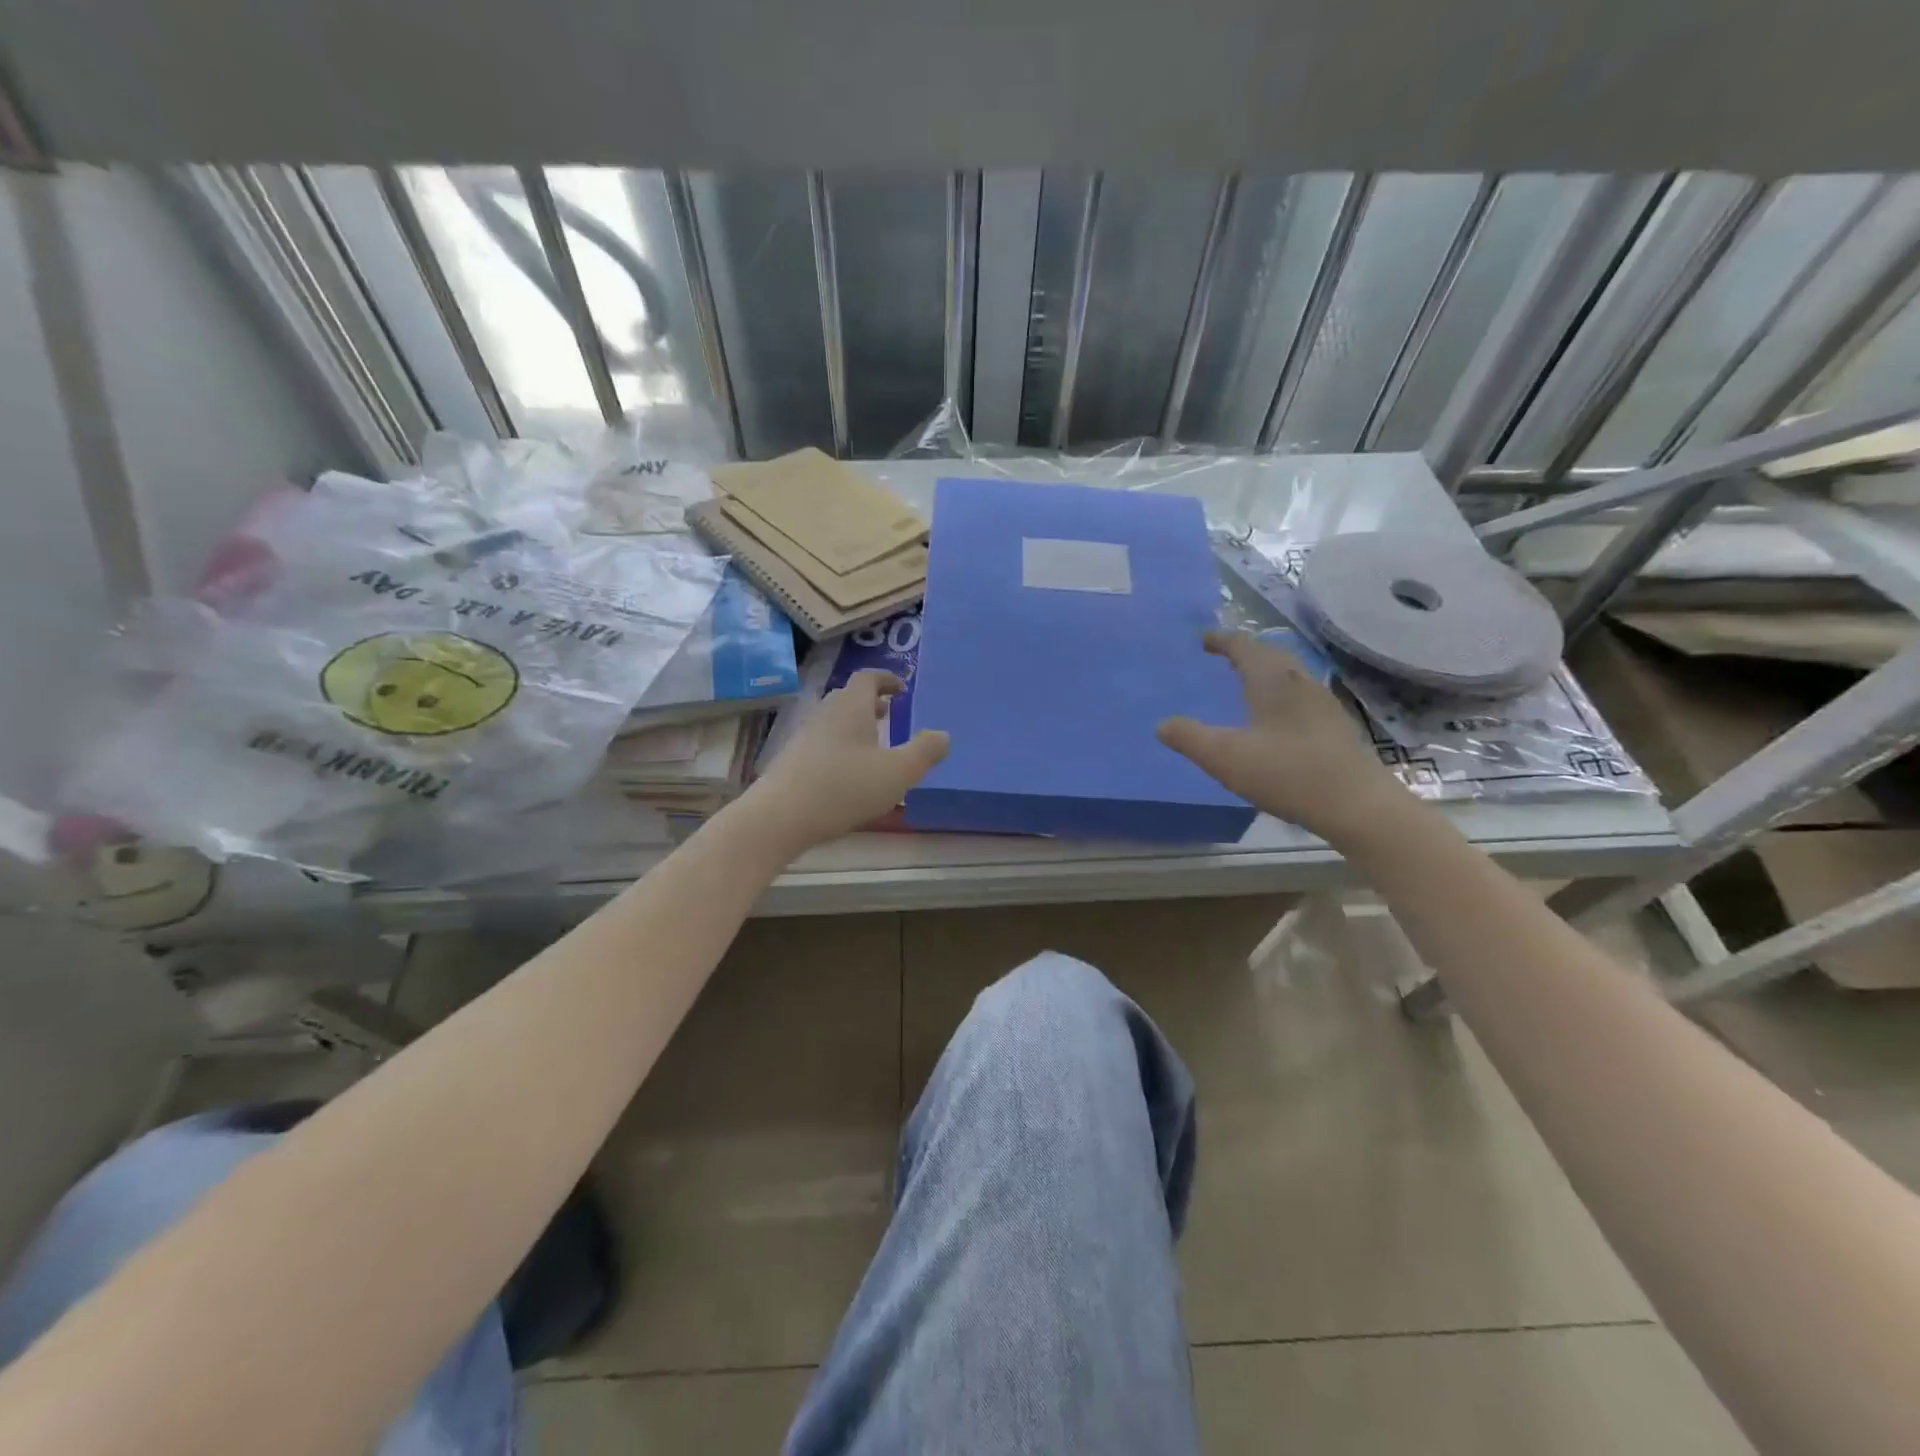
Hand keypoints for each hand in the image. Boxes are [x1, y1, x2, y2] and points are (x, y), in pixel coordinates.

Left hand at [745, 671, 948, 852]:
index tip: (902, 688)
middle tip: (890, 713)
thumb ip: (924, 752)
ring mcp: (805, 737)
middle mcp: (826, 714)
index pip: (868, 678)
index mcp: (852, 707)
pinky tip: (849, 773)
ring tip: (874, 745)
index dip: (887, 679)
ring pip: (835, 721)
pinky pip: (824, 743)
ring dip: (856, 726)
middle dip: (871, 703)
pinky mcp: (793, 760)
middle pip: (849, 697)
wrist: (780, 817)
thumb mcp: (897, 772)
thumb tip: (943, 735)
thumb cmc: (844, 788)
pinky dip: (841, 747)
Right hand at [1157, 630, 1409, 844]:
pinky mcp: (1335, 724)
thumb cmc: (1288, 774)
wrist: (1357, 805)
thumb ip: (1189, 738)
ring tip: (1245, 684)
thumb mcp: (1225, 758)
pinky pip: (1300, 693)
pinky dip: (1279, 692)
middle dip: (1245, 651)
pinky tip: (1274, 717)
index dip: (1222, 640)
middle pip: (1270, 654)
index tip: (1204, 640)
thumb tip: (1162, 724)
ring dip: (1265, 671)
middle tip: (1222, 658)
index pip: (1244, 646)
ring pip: (1289, 673)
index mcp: (1272, 680)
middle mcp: (1300, 681)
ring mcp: (1323, 702)